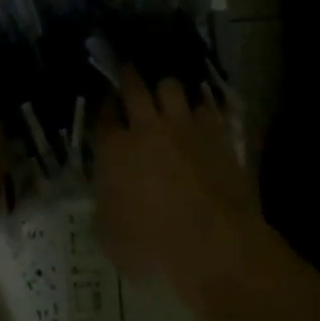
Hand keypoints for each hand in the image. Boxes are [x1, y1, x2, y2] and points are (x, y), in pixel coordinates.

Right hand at [93, 69, 266, 300]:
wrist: (214, 246)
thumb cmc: (153, 248)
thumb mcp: (109, 239)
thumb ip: (103, 209)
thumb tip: (105, 198)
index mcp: (114, 150)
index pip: (103, 117)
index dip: (103, 108)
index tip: (106, 106)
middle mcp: (146, 128)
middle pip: (134, 87)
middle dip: (128, 77)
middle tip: (128, 72)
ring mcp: (184, 127)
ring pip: (171, 87)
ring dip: (166, 90)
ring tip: (167, 94)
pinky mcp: (216, 134)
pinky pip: (207, 107)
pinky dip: (202, 108)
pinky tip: (202, 113)